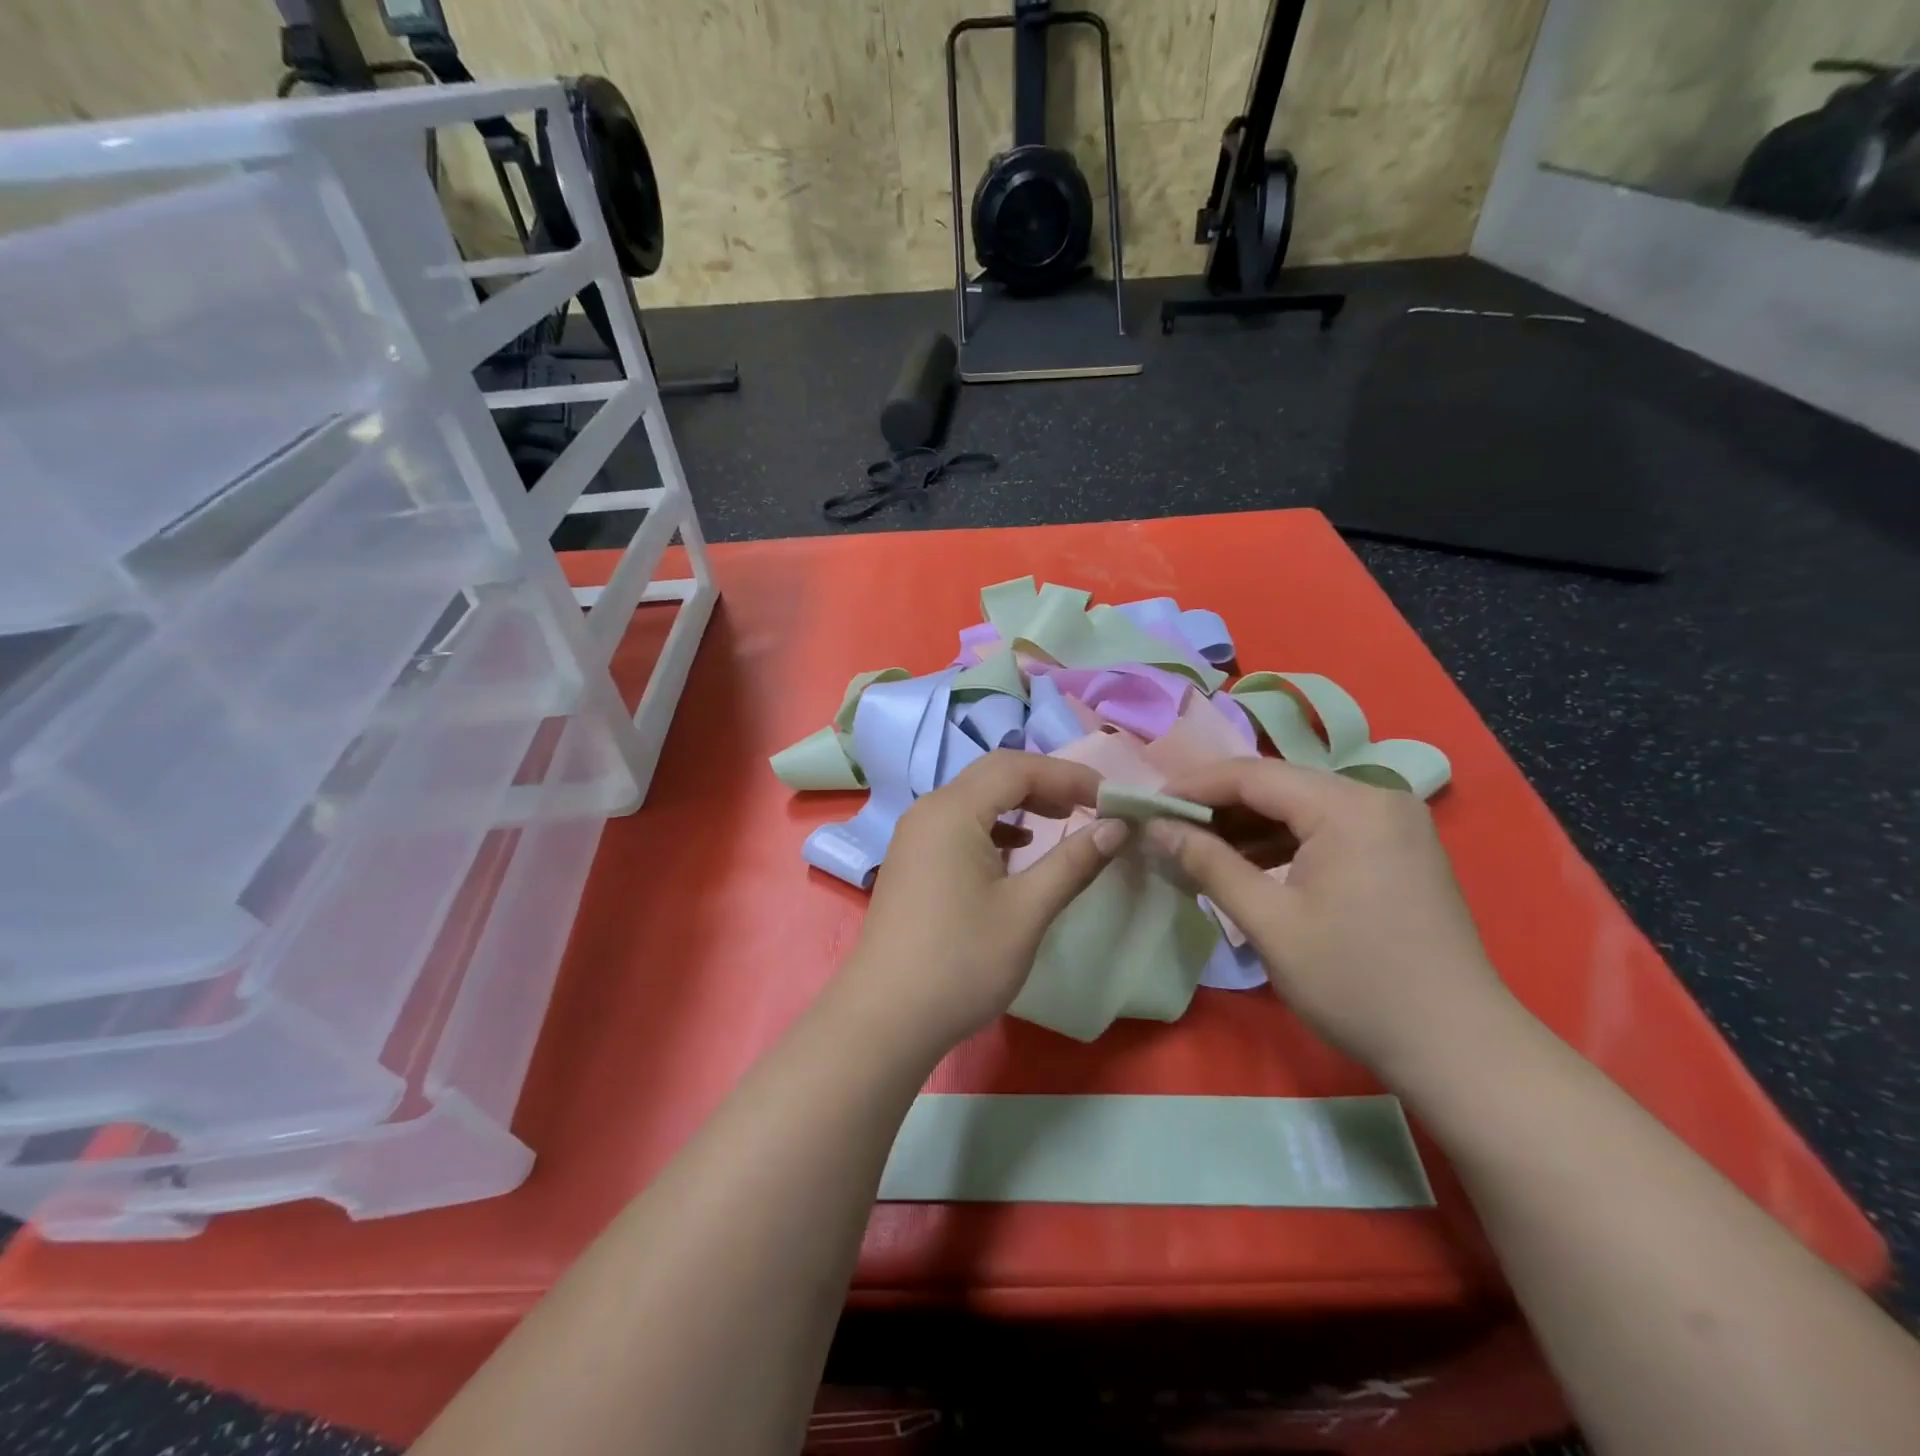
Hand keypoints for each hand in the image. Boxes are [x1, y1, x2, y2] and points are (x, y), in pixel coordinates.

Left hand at [837, 751, 1127, 1058]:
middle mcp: (929, 811)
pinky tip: (1018, 850)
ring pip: (976, 798)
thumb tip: (1118, 826)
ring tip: (1063, 819)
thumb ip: (1073, 861)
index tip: (1112, 798)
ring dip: (1021, 802)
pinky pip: (960, 824)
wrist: (886, 1019)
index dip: (1070, 776)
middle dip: (1046, 782)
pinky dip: (996, 826)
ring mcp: (915, 836)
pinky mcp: (912, 861)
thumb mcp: (1027, 911)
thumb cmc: (961, 962)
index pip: (1019, 768)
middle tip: (1091, 804)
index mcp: (953, 810)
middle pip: (994, 775)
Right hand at [1148, 759, 1519, 1085]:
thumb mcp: (1269, 922)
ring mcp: (1393, 823)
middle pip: (1278, 785)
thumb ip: (1208, 864)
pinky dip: (1282, 843)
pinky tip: (1248, 866)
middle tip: (1166, 829)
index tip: (1146, 804)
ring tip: (1196, 849)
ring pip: (1300, 807)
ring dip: (1247, 826)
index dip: (1193, 786)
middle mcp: (1376, 797)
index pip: (1252, 775)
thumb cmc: (1355, 983)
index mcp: (1348, 806)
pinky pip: (1325, 829)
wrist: (1457, 1048)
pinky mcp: (1398, 849)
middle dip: (1218, 806)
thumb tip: (1155, 827)